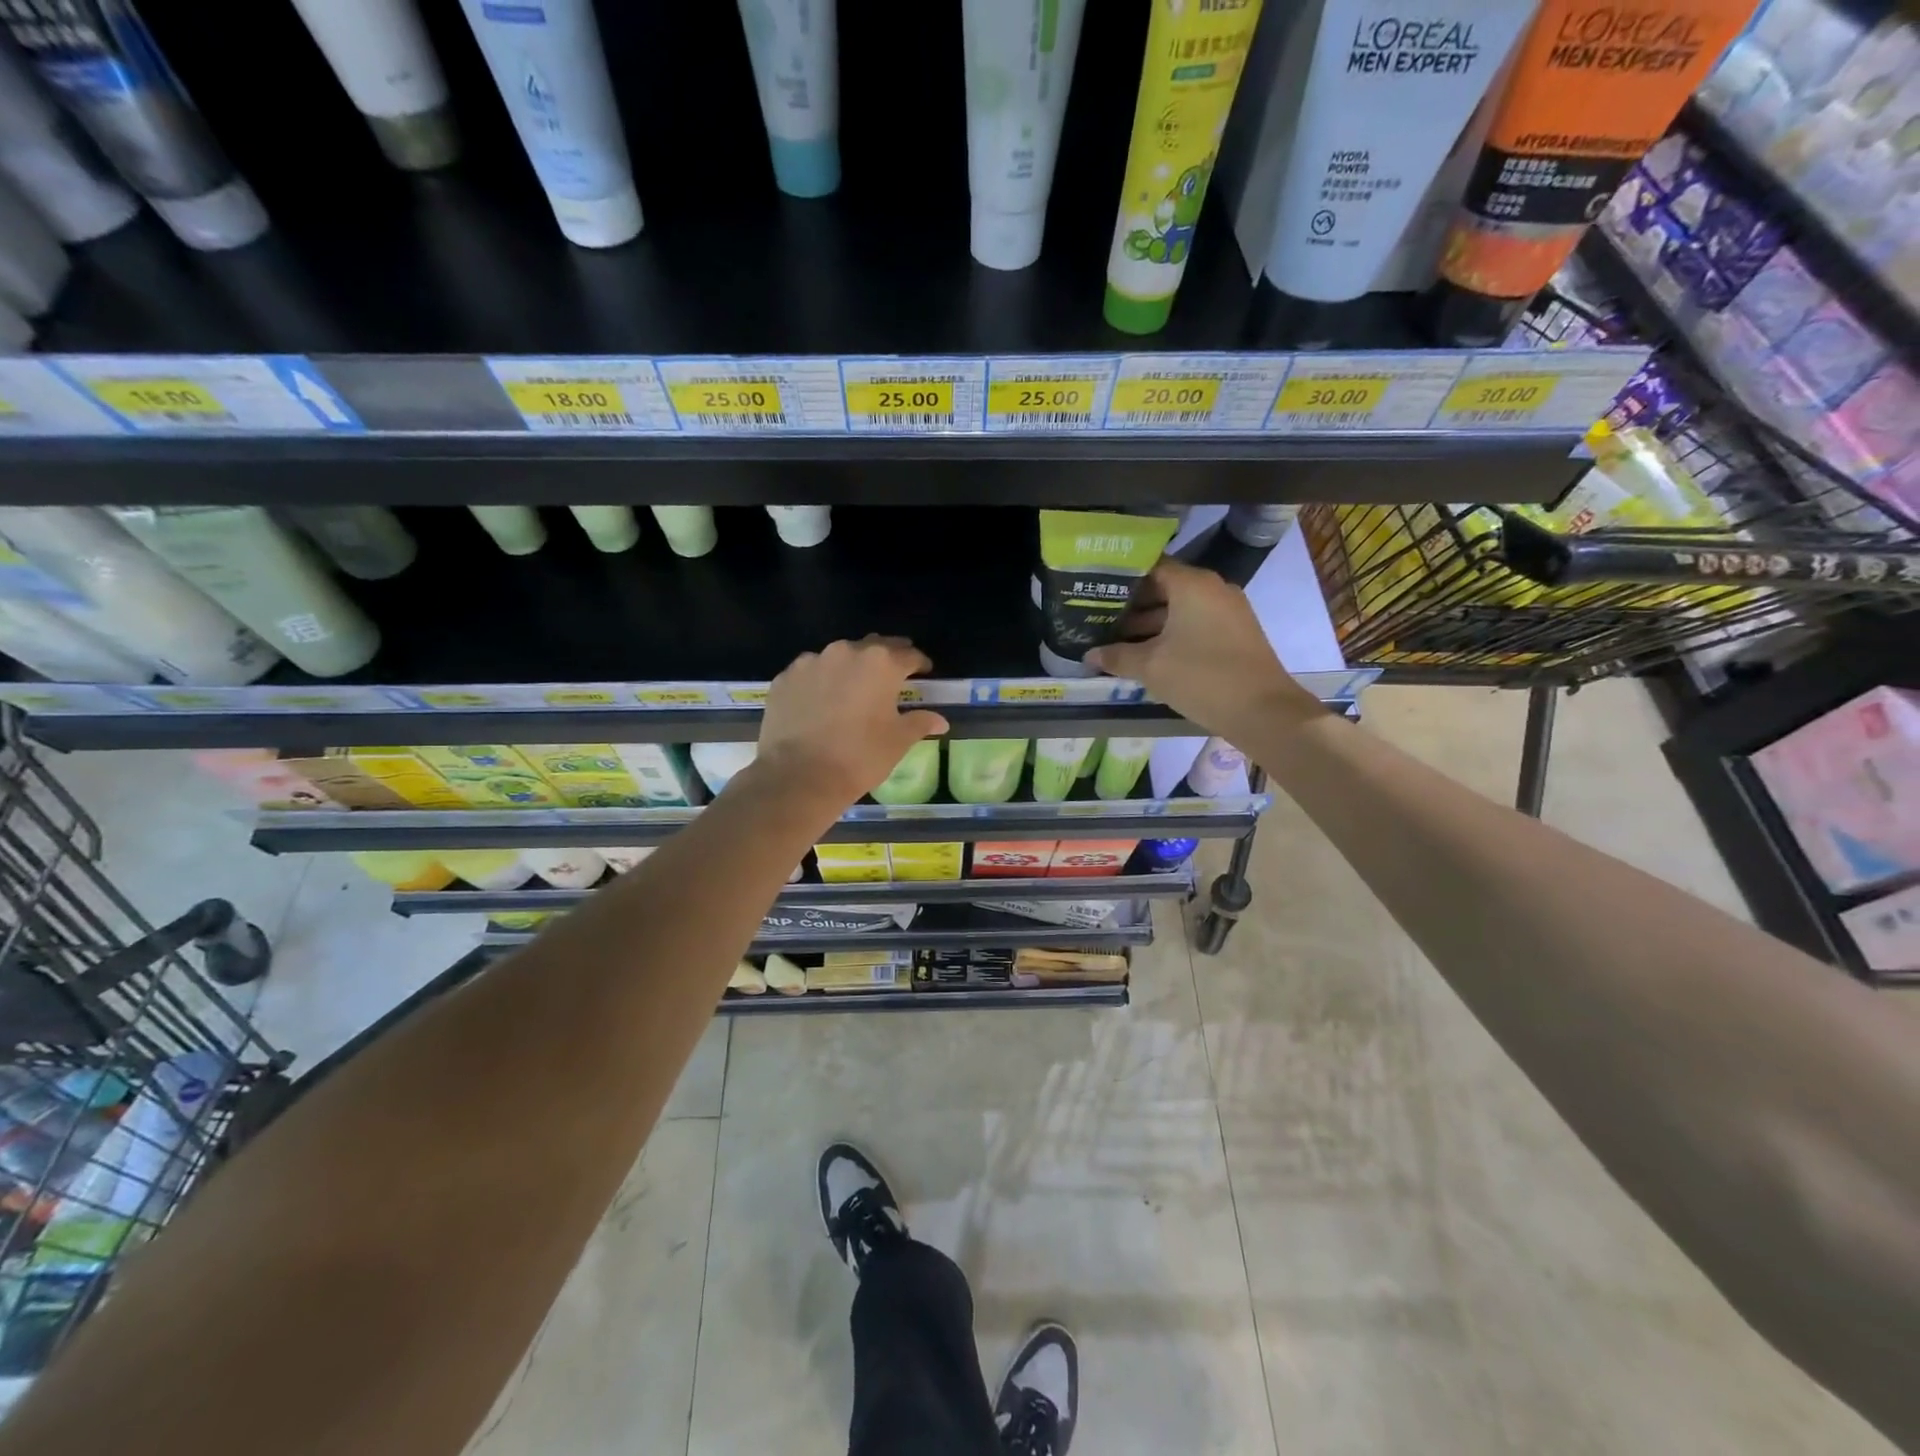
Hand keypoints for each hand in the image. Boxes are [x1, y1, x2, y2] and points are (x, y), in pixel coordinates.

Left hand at [753, 636, 948, 814]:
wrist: (799, 777)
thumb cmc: (859, 757)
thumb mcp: (898, 741)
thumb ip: (920, 722)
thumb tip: (939, 720)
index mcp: (881, 663)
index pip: (908, 655)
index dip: (919, 663)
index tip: (924, 672)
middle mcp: (846, 652)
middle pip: (873, 648)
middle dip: (885, 659)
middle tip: (891, 675)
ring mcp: (811, 662)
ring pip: (838, 658)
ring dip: (850, 669)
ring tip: (852, 691)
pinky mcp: (785, 678)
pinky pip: (810, 674)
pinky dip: (820, 682)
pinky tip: (820, 703)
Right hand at [1086, 560, 1320, 740]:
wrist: (1262, 710)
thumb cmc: (1201, 677)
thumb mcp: (1151, 667)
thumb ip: (1117, 656)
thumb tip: (1088, 655)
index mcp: (1192, 584)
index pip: (1149, 567)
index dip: (1120, 578)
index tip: (1094, 590)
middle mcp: (1212, 589)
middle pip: (1164, 587)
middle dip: (1131, 605)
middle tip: (1098, 618)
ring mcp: (1227, 611)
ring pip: (1179, 609)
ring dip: (1149, 624)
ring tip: (1115, 641)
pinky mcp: (1235, 633)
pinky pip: (1195, 624)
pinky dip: (1171, 634)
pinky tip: (1147, 654)